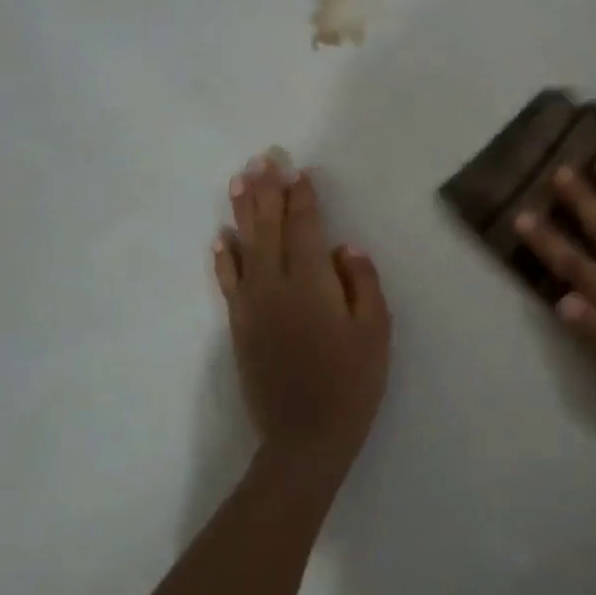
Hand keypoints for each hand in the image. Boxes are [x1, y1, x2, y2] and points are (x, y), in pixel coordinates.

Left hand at [214, 157, 390, 488]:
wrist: (306, 436)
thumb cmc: (352, 382)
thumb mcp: (375, 331)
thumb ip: (362, 283)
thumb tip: (345, 247)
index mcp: (311, 282)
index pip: (304, 227)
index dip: (301, 196)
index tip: (297, 170)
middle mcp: (275, 285)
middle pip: (269, 227)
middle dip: (267, 190)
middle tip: (263, 158)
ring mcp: (252, 305)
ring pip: (244, 247)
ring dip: (242, 211)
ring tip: (238, 181)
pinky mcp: (240, 326)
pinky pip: (228, 282)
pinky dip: (224, 257)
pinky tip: (220, 239)